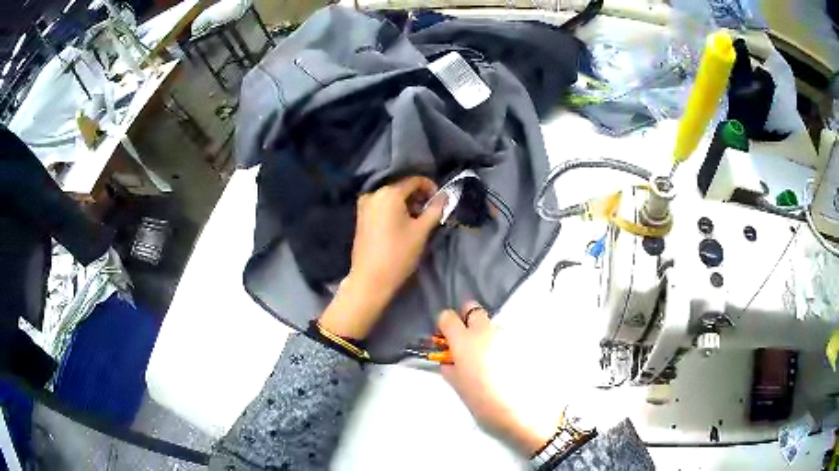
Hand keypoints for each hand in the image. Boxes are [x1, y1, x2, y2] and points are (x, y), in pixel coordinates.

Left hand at [319, 177, 444, 339]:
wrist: (370, 279)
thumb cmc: (398, 254)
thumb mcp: (421, 231)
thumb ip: (435, 209)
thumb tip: (445, 196)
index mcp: (388, 193)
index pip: (414, 180)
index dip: (430, 187)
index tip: (440, 202)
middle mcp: (373, 193)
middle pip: (401, 187)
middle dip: (418, 197)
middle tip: (429, 213)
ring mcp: (364, 205)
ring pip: (391, 197)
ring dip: (406, 204)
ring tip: (417, 221)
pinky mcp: (360, 217)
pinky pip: (381, 205)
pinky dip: (393, 210)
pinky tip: (401, 225)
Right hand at [438, 302, 550, 455]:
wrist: (525, 411)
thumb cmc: (485, 403)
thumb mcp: (460, 388)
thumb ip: (451, 369)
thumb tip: (450, 361)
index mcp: (464, 341)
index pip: (447, 316)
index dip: (445, 325)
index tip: (446, 338)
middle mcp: (486, 331)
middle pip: (473, 309)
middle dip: (468, 320)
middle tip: (469, 341)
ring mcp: (508, 334)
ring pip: (493, 325)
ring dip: (489, 336)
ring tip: (494, 361)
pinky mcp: (526, 341)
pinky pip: (510, 337)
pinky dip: (506, 346)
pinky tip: (510, 365)